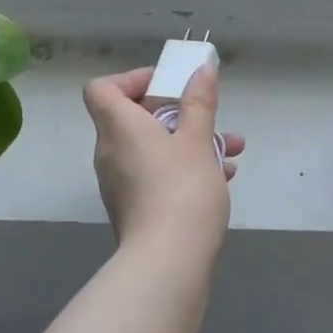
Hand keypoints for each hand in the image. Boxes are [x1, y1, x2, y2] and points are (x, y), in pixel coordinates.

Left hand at [83, 66, 244, 260]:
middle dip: (175, 113)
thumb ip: (199, 102)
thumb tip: (201, 69)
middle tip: (205, 116)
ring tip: (230, 148)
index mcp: (119, 128)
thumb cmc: (182, 189)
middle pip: (132, 118)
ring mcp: (120, 184)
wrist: (169, 262)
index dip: (131, 79)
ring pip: (151, 149)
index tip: (166, 84)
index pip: (101, 89)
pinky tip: (222, 177)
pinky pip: (155, 175)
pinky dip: (183, 169)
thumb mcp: (197, 140)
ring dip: (188, 142)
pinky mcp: (134, 209)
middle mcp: (111, 153)